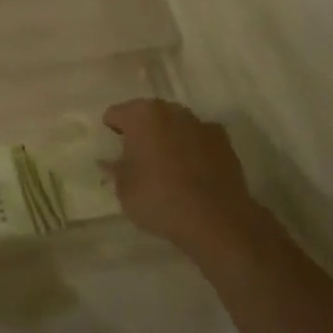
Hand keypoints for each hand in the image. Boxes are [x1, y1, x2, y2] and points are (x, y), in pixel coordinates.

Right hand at [102, 99, 261, 259]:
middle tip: (137, 156)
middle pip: (147, 114)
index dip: (111, 131)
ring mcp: (200, 124)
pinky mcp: (224, 142)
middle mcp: (170, 111)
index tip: (112, 149)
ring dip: (168, 137)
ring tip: (166, 164)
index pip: (115, 114)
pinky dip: (193, 148)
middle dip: (141, 130)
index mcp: (141, 115)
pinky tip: (192, 170)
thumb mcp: (124, 191)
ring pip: (175, 124)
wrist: (216, 221)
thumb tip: (109, 162)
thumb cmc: (160, 199)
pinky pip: (199, 139)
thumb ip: (115, 171)